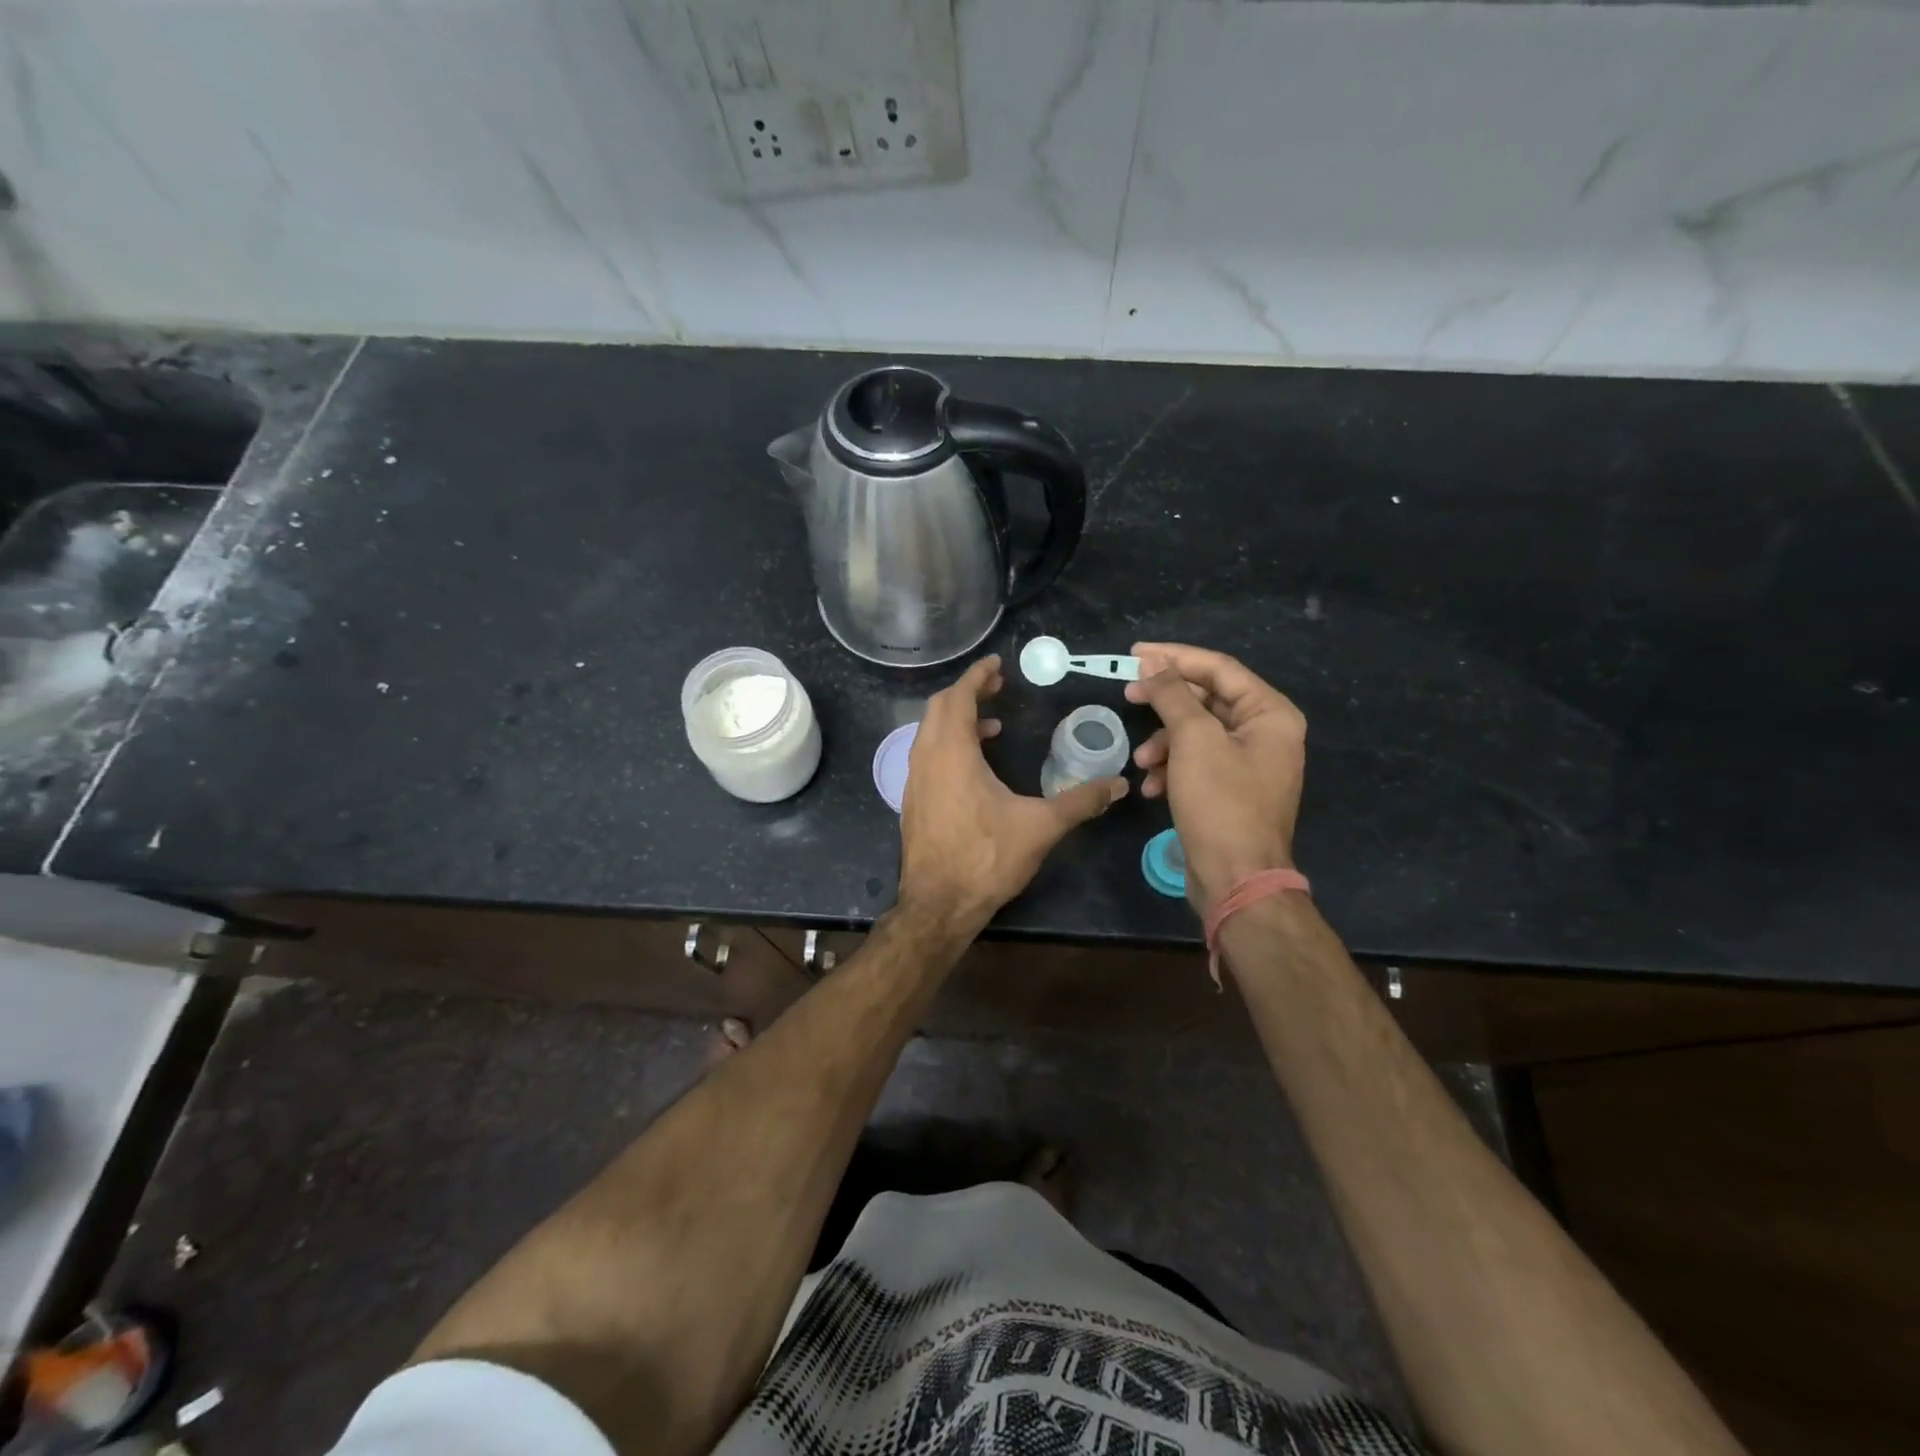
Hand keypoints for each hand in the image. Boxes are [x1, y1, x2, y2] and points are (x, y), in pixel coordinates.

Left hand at [898, 655, 1126, 937]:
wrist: (938, 905)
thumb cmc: (986, 858)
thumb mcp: (1040, 827)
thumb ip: (1080, 801)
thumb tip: (1118, 785)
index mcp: (951, 753)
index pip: (958, 697)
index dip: (977, 676)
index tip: (996, 664)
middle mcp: (925, 758)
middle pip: (938, 708)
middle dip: (967, 692)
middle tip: (996, 688)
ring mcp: (914, 781)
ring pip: (929, 733)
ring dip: (957, 721)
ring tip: (992, 727)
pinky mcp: (912, 802)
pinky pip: (927, 756)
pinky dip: (948, 745)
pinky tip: (975, 768)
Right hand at [1123, 642, 1305, 910]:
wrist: (1236, 879)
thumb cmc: (1220, 803)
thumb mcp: (1193, 741)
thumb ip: (1173, 695)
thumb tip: (1153, 661)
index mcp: (1270, 714)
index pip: (1219, 668)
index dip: (1175, 657)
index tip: (1134, 653)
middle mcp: (1266, 733)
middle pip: (1207, 699)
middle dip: (1166, 702)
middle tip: (1129, 696)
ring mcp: (1250, 763)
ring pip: (1197, 733)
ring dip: (1164, 743)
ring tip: (1142, 761)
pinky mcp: (1231, 790)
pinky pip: (1198, 763)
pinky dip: (1173, 769)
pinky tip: (1152, 788)